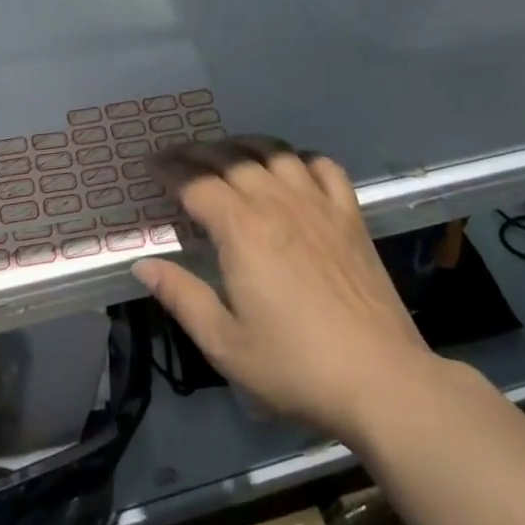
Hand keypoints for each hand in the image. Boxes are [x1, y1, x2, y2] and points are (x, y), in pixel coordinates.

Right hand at [133, 137, 441, 444]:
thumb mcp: (225, 345)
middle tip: (179, 156)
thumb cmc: (295, 366)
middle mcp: (276, 202)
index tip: (151, 165)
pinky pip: (323, 166)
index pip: (196, 183)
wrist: (381, 379)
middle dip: (199, 152)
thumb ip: (182, 297)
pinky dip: (302, 158)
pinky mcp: (350, 215)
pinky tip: (292, 167)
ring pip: (275, 152)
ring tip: (228, 153)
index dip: (170, 170)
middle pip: (231, 158)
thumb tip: (143, 264)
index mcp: (241, 229)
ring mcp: (318, 203)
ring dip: (245, 145)